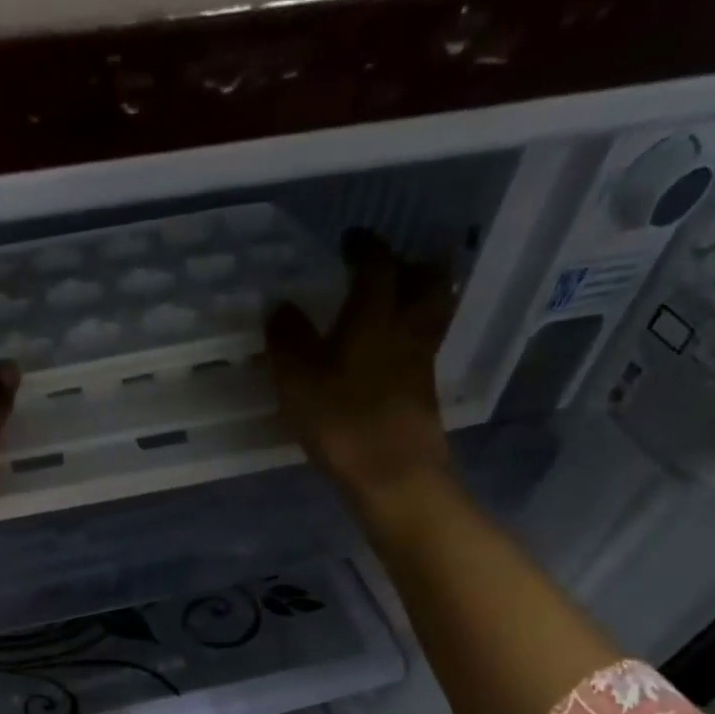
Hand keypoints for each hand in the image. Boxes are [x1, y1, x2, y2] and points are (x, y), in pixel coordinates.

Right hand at [265, 229, 454, 509]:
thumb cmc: (342, 420)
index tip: (352, 239)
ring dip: (422, 297)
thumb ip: (287, 339)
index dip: (365, 247)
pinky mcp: (425, 393)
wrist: (393, 473)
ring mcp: (422, 361)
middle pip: (427, 280)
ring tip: (401, 300)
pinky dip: (413, 336)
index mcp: (374, 315)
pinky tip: (393, 351)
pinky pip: (425, 347)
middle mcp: (406, 328)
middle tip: (393, 263)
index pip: (377, 265)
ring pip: (433, 313)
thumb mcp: (297, 379)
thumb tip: (281, 305)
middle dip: (412, 263)